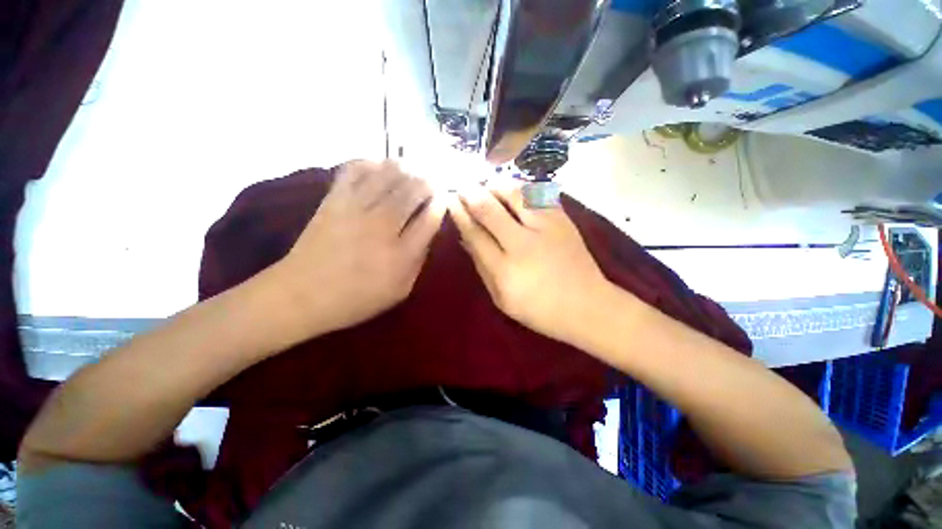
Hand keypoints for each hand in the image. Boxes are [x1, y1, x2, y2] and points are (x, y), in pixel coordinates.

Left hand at [275, 160, 443, 334]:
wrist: (301, 295)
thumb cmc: (355, 299)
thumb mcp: (399, 291)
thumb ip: (417, 263)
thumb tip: (427, 235)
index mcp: (401, 254)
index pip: (429, 219)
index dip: (440, 204)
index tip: (444, 198)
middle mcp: (382, 226)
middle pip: (412, 192)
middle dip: (427, 182)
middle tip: (433, 180)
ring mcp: (356, 209)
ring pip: (388, 176)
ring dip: (405, 169)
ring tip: (412, 168)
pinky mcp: (333, 200)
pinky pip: (354, 171)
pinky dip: (369, 163)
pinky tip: (379, 165)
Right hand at [448, 181, 611, 345]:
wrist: (587, 305)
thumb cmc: (539, 309)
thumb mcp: (501, 298)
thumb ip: (482, 266)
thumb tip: (465, 237)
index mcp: (505, 269)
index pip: (475, 233)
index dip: (460, 214)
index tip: (450, 200)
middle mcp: (523, 243)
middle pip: (490, 209)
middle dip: (471, 193)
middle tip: (462, 185)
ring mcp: (546, 227)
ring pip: (514, 193)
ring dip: (495, 185)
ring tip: (486, 185)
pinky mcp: (563, 219)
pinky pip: (537, 193)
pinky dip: (520, 188)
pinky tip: (512, 189)